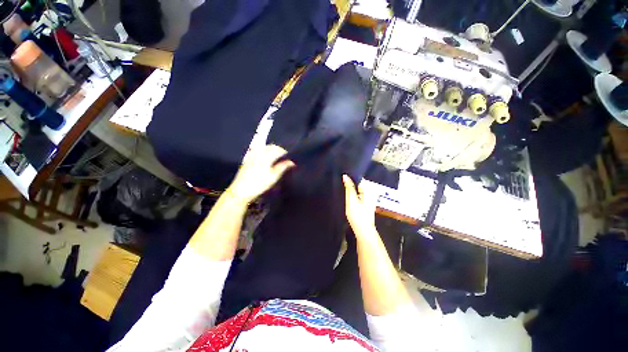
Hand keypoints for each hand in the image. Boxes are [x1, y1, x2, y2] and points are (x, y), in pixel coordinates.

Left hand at [227, 145, 294, 202]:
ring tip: (276, 158)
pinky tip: (265, 160)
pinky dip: (264, 152)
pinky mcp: (247, 160)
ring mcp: (251, 156)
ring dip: (271, 150)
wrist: (241, 190)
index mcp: (266, 157)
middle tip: (283, 157)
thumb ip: (282, 167)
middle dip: (278, 150)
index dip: (285, 152)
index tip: (289, 158)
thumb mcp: (273, 177)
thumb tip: (291, 162)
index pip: (278, 149)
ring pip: (263, 148)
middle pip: (270, 147)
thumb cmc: (259, 184)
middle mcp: (258, 154)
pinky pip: (257, 151)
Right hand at [342, 174, 376, 237]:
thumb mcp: (351, 200)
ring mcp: (368, 199)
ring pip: (358, 190)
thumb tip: (345, 176)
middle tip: (341, 182)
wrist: (363, 231)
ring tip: (343, 188)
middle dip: (351, 183)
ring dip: (351, 189)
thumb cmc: (357, 215)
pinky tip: (348, 197)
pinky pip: (358, 196)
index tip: (343, 176)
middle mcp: (370, 193)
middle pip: (359, 184)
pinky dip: (353, 195)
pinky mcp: (365, 205)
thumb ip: (349, 187)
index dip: (351, 177)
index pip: (359, 179)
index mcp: (368, 190)